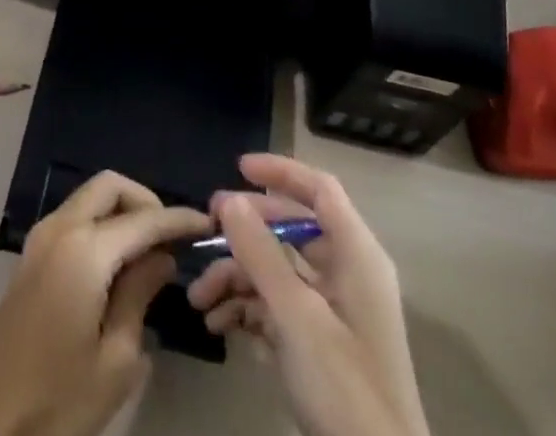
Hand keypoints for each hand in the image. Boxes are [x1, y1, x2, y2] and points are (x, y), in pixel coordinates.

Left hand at [0, 171, 211, 435]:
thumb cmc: (55, 400)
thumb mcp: (114, 360)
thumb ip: (139, 296)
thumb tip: (160, 257)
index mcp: (84, 249)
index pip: (143, 219)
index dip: (178, 218)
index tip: (207, 222)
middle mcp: (60, 228)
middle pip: (109, 186)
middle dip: (145, 199)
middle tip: (171, 236)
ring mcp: (40, 240)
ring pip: (89, 198)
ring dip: (121, 209)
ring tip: (149, 251)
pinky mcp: (30, 258)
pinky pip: (74, 218)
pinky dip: (100, 223)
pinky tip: (117, 263)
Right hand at [187, 154, 428, 435]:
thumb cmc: (346, 388)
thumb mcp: (297, 317)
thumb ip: (261, 254)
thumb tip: (230, 199)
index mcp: (356, 255)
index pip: (320, 190)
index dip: (281, 172)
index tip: (238, 168)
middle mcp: (347, 273)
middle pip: (292, 230)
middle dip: (245, 231)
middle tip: (205, 231)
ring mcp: (335, 311)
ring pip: (279, 271)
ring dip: (237, 278)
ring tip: (198, 299)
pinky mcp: (322, 345)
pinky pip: (280, 307)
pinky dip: (249, 310)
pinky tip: (219, 326)